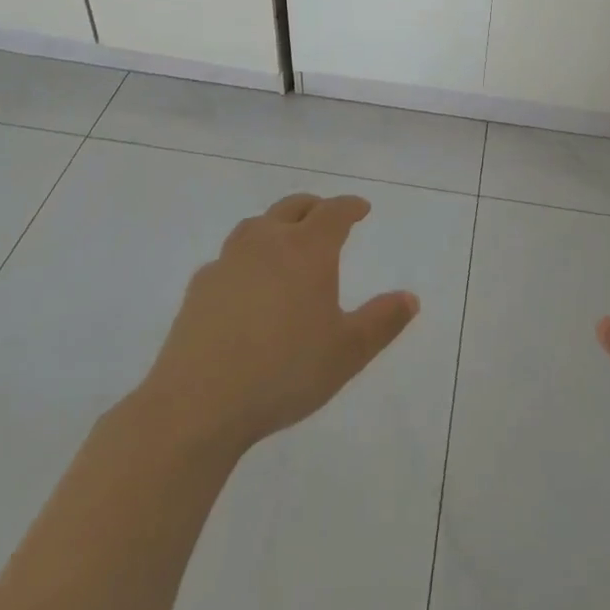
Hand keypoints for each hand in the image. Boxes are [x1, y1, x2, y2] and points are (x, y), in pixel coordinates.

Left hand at [135, 193, 418, 456]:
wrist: (198, 403)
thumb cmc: (284, 372)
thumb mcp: (347, 353)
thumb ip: (381, 322)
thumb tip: (410, 298)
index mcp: (307, 249)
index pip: (334, 212)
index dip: (350, 206)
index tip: (361, 208)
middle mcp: (268, 242)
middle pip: (293, 207)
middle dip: (315, 208)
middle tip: (327, 217)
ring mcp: (229, 260)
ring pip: (257, 225)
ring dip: (277, 225)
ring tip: (285, 242)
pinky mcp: (201, 285)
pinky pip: (230, 256)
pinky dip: (246, 257)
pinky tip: (246, 283)